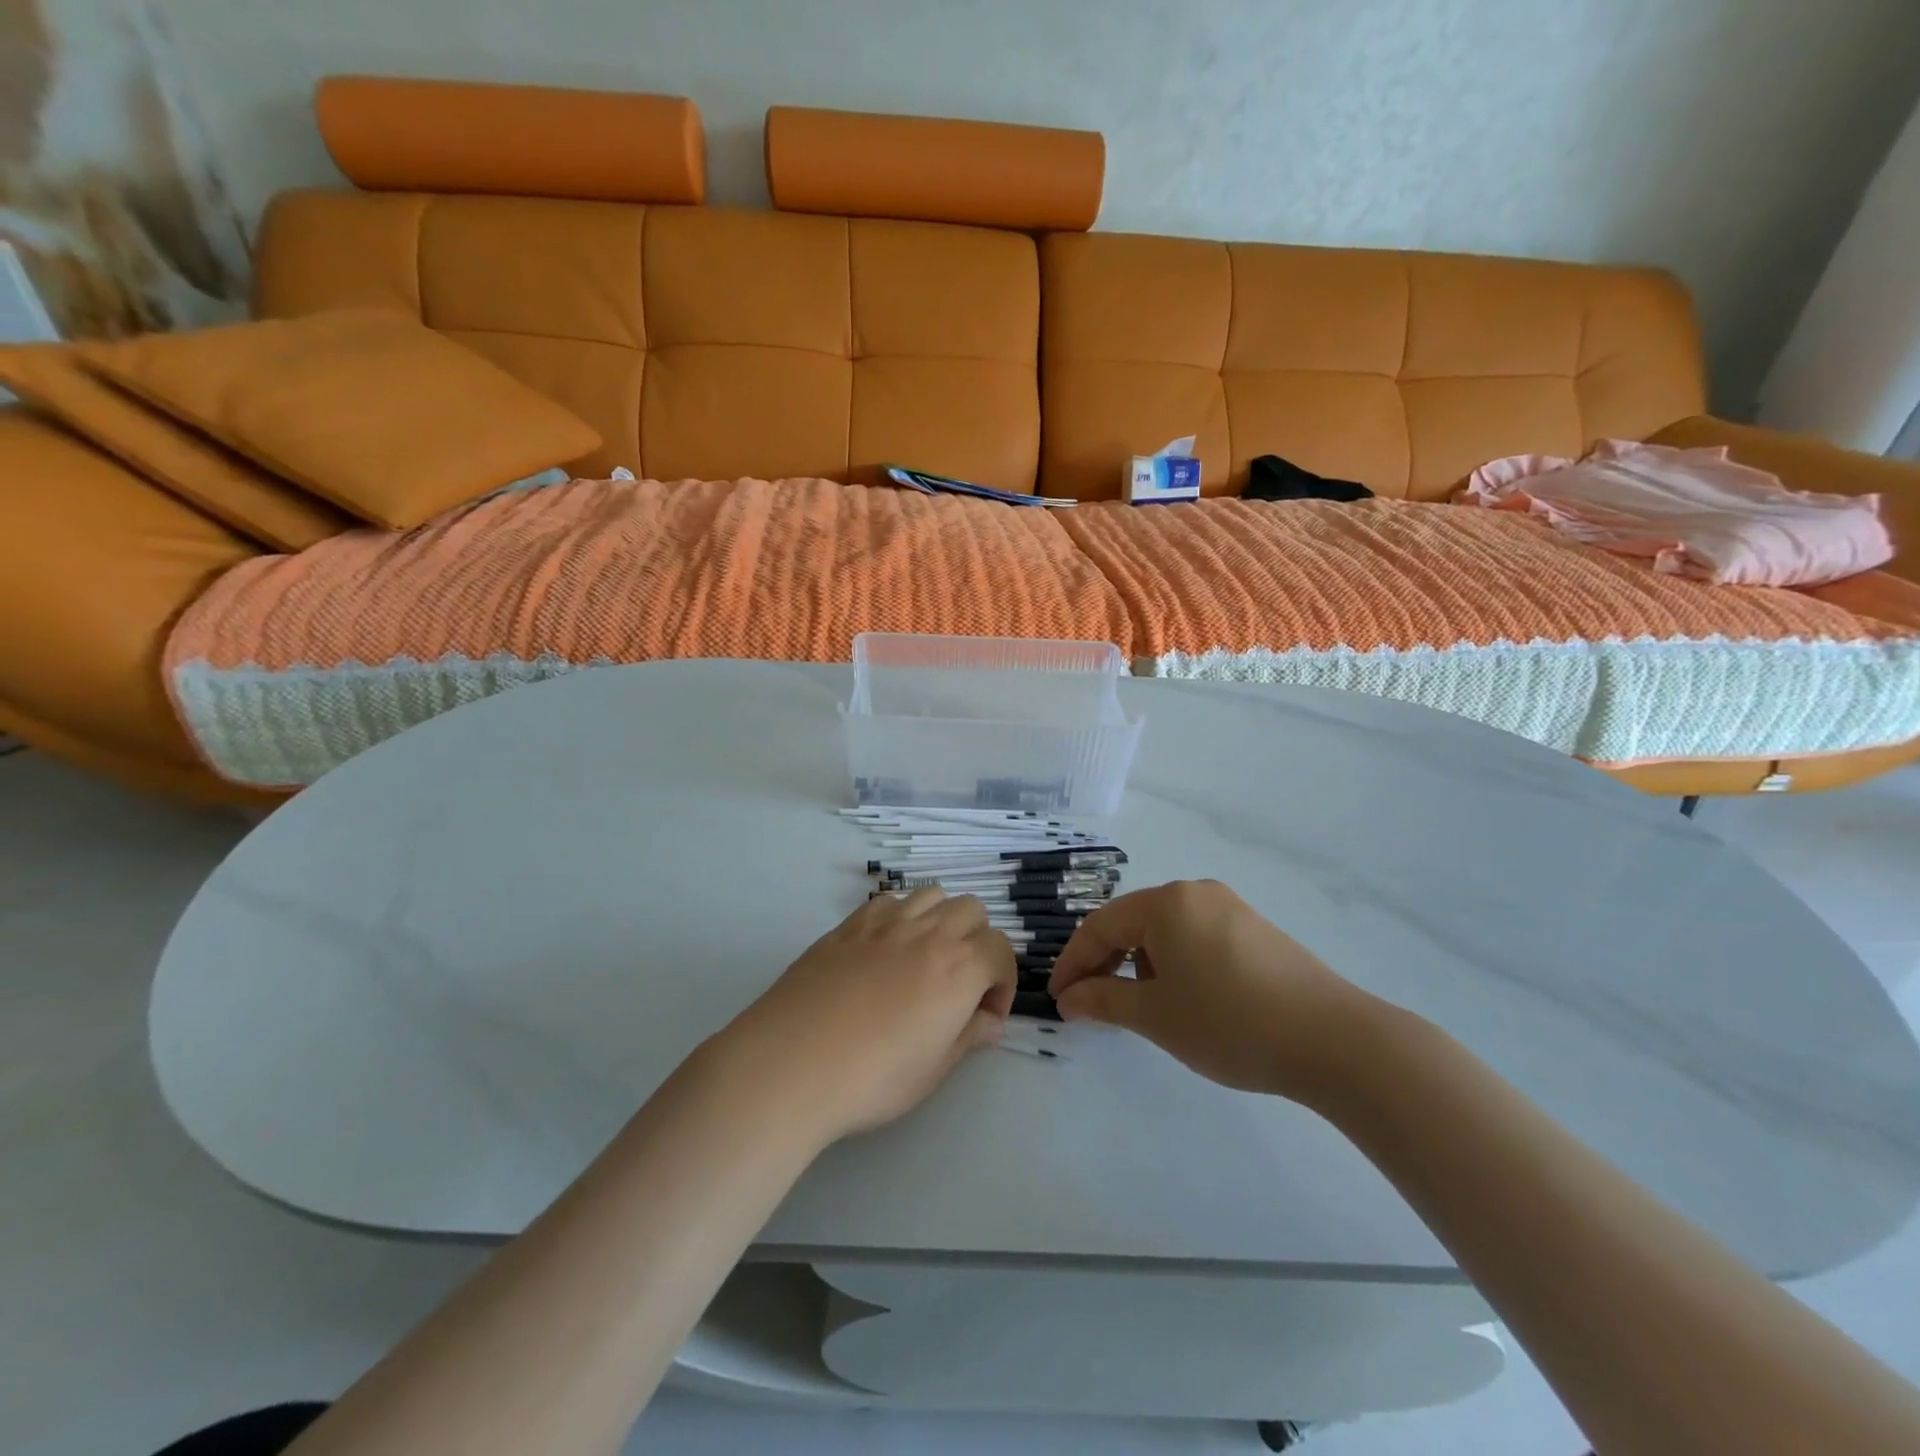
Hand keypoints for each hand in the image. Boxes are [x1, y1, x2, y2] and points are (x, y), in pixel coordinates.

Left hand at [719, 888, 1016, 1142]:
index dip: (1003, 982)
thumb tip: (989, 1022)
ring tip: (926, 957)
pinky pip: (889, 901)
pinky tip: (886, 949)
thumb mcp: (933, 1069)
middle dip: (978, 941)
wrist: (791, 1063)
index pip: (1001, 950)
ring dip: (942, 919)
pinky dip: (902, 915)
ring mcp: (886, 923)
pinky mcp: (849, 925)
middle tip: (961, 982)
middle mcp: (929, 933)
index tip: (986, 1015)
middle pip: (972, 910)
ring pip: (932, 895)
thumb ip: (968, 1036)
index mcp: (959, 968)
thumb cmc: (872, 1077)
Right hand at [1048, 879, 1373, 1100]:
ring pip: (1165, 930)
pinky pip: (1196, 937)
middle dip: (1105, 962)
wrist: (1334, 1040)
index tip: (1058, 999)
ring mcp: (1230, 908)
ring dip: (1140, 964)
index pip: (1100, 926)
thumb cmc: (1229, 1022)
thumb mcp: (1155, 1015)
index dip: (1073, 963)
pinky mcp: (1255, 930)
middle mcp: (1195, 892)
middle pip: (1132, 922)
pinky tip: (1183, 997)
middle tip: (1090, 1004)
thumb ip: (1103, 1000)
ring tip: (1138, 1006)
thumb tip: (1069, 998)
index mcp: (1166, 902)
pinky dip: (1174, 963)